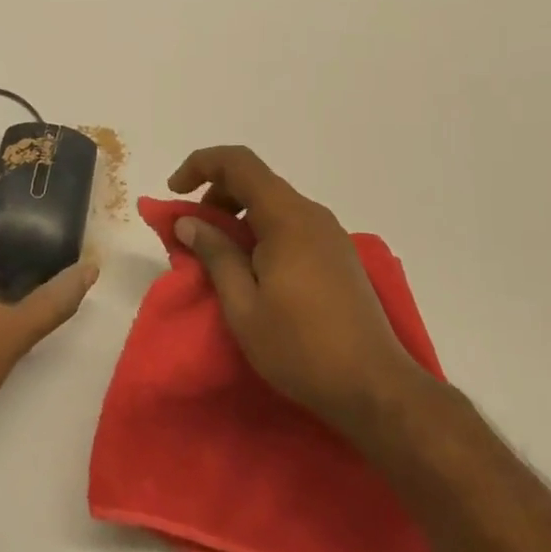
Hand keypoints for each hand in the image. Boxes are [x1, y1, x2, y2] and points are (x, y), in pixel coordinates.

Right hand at [168, 146, 430, 439]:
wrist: (376, 388)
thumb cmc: (301, 347)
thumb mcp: (243, 306)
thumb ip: (215, 254)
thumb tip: (189, 221)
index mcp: (287, 218)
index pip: (238, 163)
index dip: (200, 165)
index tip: (175, 192)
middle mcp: (311, 215)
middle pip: (256, 181)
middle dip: (216, 195)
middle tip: (193, 234)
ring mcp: (330, 235)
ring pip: (273, 204)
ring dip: (238, 217)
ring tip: (218, 257)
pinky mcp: (338, 256)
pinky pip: (291, 225)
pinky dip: (261, 232)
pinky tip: (252, 271)